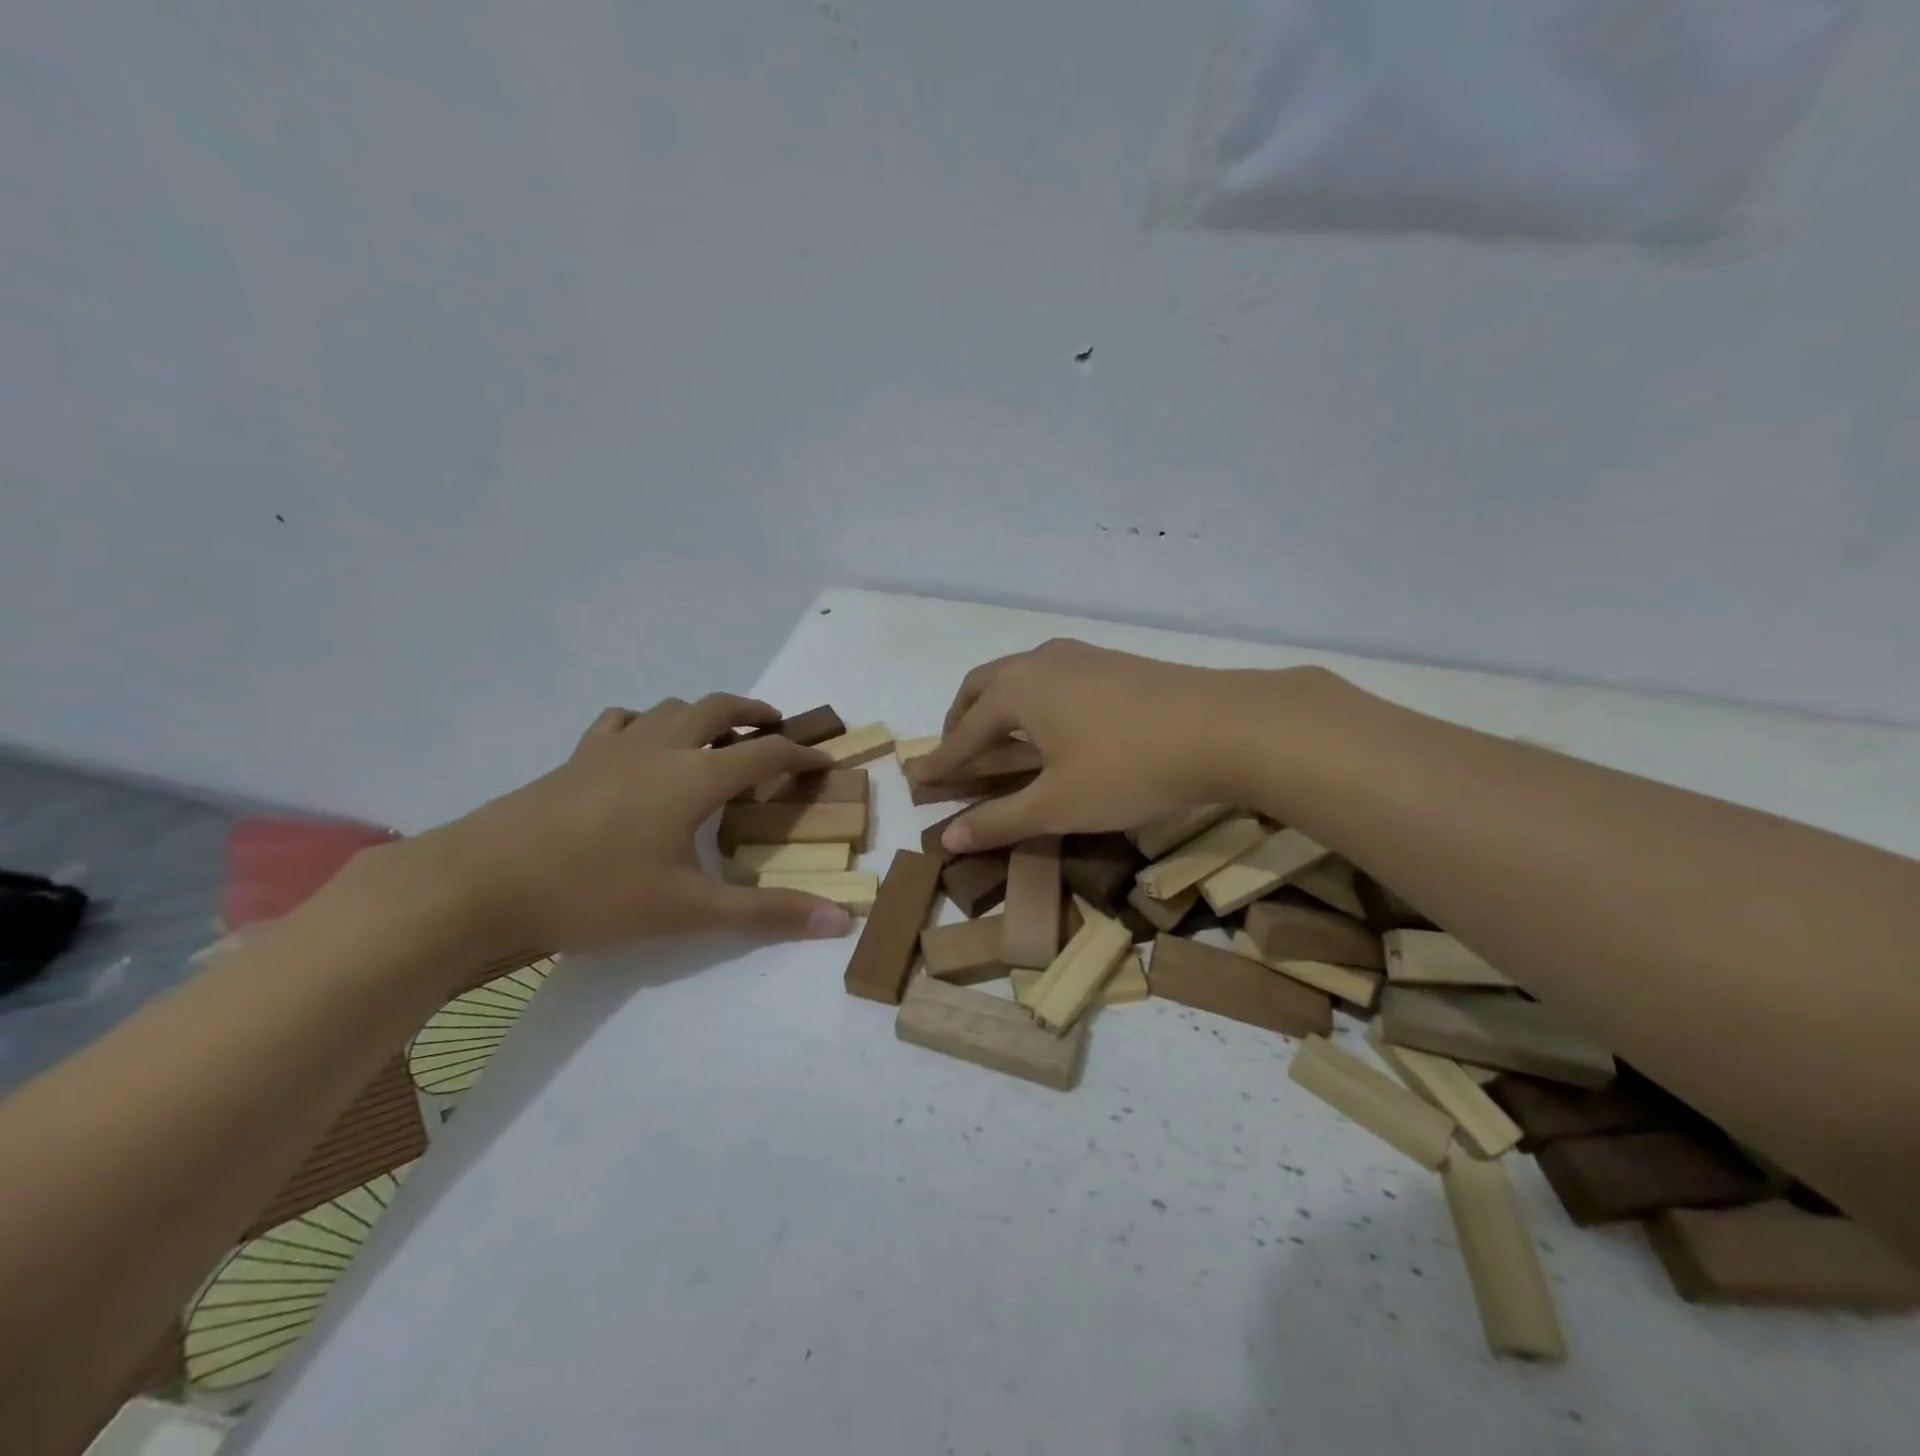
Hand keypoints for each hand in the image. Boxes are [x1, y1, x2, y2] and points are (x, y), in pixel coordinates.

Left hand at [412, 694, 854, 955]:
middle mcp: (660, 748)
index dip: (801, 754)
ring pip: (671, 708)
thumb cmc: (593, 893)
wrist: (480, 882)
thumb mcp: (688, 911)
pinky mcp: (576, 757)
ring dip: (704, 713)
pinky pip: (621, 721)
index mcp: (694, 777)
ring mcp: (613, 747)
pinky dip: (646, 722)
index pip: (765, 753)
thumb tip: (840, 921)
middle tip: (776, 728)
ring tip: (717, 737)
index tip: (825, 760)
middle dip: (755, 713)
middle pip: (719, 708)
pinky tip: (643, 745)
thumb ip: (767, 913)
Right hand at [910, 640, 1330, 852]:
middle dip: (960, 722)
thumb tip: (947, 838)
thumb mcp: (1058, 804)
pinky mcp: (1112, 662)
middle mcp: (1038, 663)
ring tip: (998, 740)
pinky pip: (1051, 678)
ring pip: (1018, 677)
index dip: (940, 761)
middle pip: (981, 688)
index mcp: (1016, 692)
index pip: (963, 733)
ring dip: (997, 707)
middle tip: (954, 755)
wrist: (1223, 727)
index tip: (916, 779)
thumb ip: (1000, 820)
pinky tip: (1053, 726)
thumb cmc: (1128, 768)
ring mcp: (1079, 656)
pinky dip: (1032, 702)